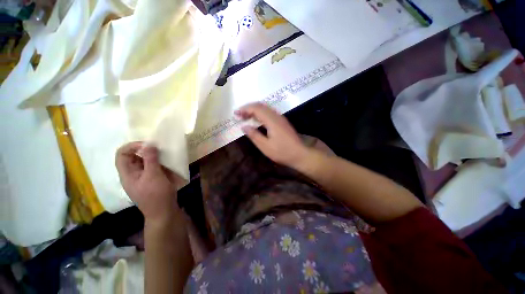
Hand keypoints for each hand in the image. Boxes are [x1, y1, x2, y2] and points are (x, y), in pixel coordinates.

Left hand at [116, 142, 181, 220]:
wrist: (163, 211)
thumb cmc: (157, 194)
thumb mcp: (154, 175)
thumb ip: (150, 159)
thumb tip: (148, 144)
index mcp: (127, 174)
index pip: (122, 154)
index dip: (133, 146)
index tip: (148, 145)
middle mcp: (132, 174)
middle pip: (132, 156)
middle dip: (144, 150)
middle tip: (159, 148)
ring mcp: (142, 177)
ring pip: (143, 161)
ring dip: (153, 156)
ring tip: (164, 155)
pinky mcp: (151, 180)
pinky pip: (152, 167)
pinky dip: (158, 162)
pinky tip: (167, 163)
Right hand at [236, 103, 309, 167]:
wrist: (300, 154)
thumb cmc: (283, 152)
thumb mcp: (266, 146)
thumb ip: (254, 135)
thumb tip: (244, 126)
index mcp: (272, 121)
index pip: (256, 108)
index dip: (245, 109)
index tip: (236, 113)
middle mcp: (277, 116)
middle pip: (261, 106)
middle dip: (248, 108)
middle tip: (239, 115)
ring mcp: (281, 118)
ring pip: (265, 108)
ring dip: (254, 110)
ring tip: (246, 116)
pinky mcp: (283, 122)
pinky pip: (269, 113)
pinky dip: (261, 114)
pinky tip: (257, 120)